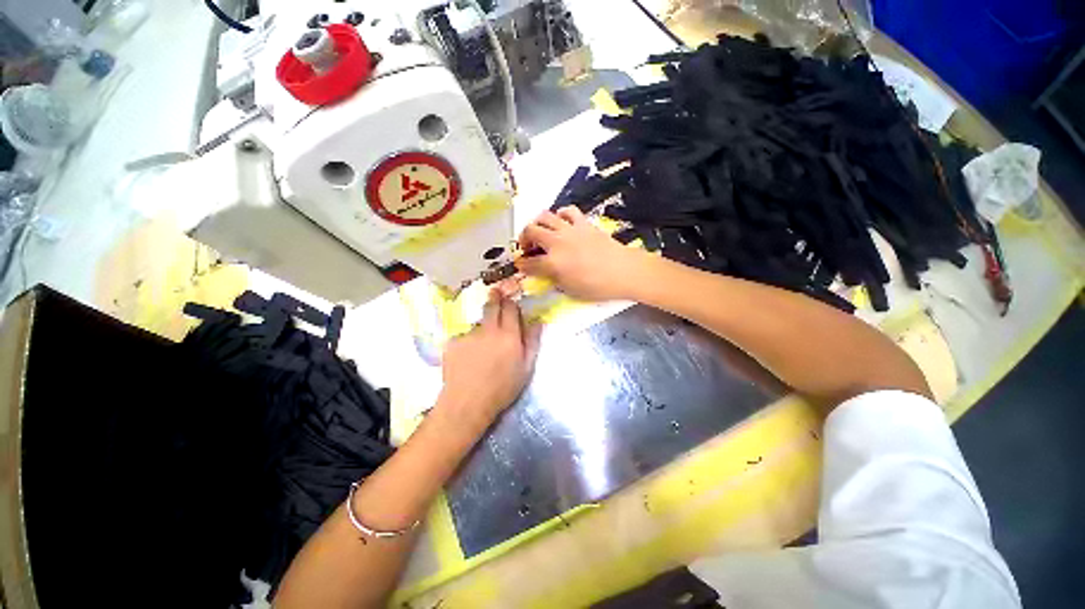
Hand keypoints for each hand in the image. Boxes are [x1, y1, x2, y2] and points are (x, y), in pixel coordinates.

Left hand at [436, 294, 541, 435]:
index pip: (510, 308)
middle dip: (495, 299)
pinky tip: (467, 358)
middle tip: (496, 297)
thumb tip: (537, 321)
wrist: (467, 404)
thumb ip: (532, 342)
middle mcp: (489, 330)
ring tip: (481, 349)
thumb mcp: (526, 368)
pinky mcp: (452, 342)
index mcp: (509, 335)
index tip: (510, 302)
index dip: (511, 303)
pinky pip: (464, 336)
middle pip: (492, 306)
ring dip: (482, 328)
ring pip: (478, 324)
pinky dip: (467, 342)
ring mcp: (468, 334)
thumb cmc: (502, 389)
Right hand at [516, 206, 645, 300]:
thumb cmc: (598, 286)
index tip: (520, 265)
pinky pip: (567, 211)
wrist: (624, 271)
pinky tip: (562, 223)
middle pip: (531, 231)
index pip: (528, 262)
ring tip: (542, 232)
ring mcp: (570, 230)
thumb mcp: (570, 290)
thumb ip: (553, 279)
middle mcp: (557, 242)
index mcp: (553, 263)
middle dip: (523, 239)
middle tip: (528, 247)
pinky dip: (560, 215)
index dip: (521, 264)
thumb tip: (543, 272)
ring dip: (538, 223)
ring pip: (544, 216)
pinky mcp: (584, 223)